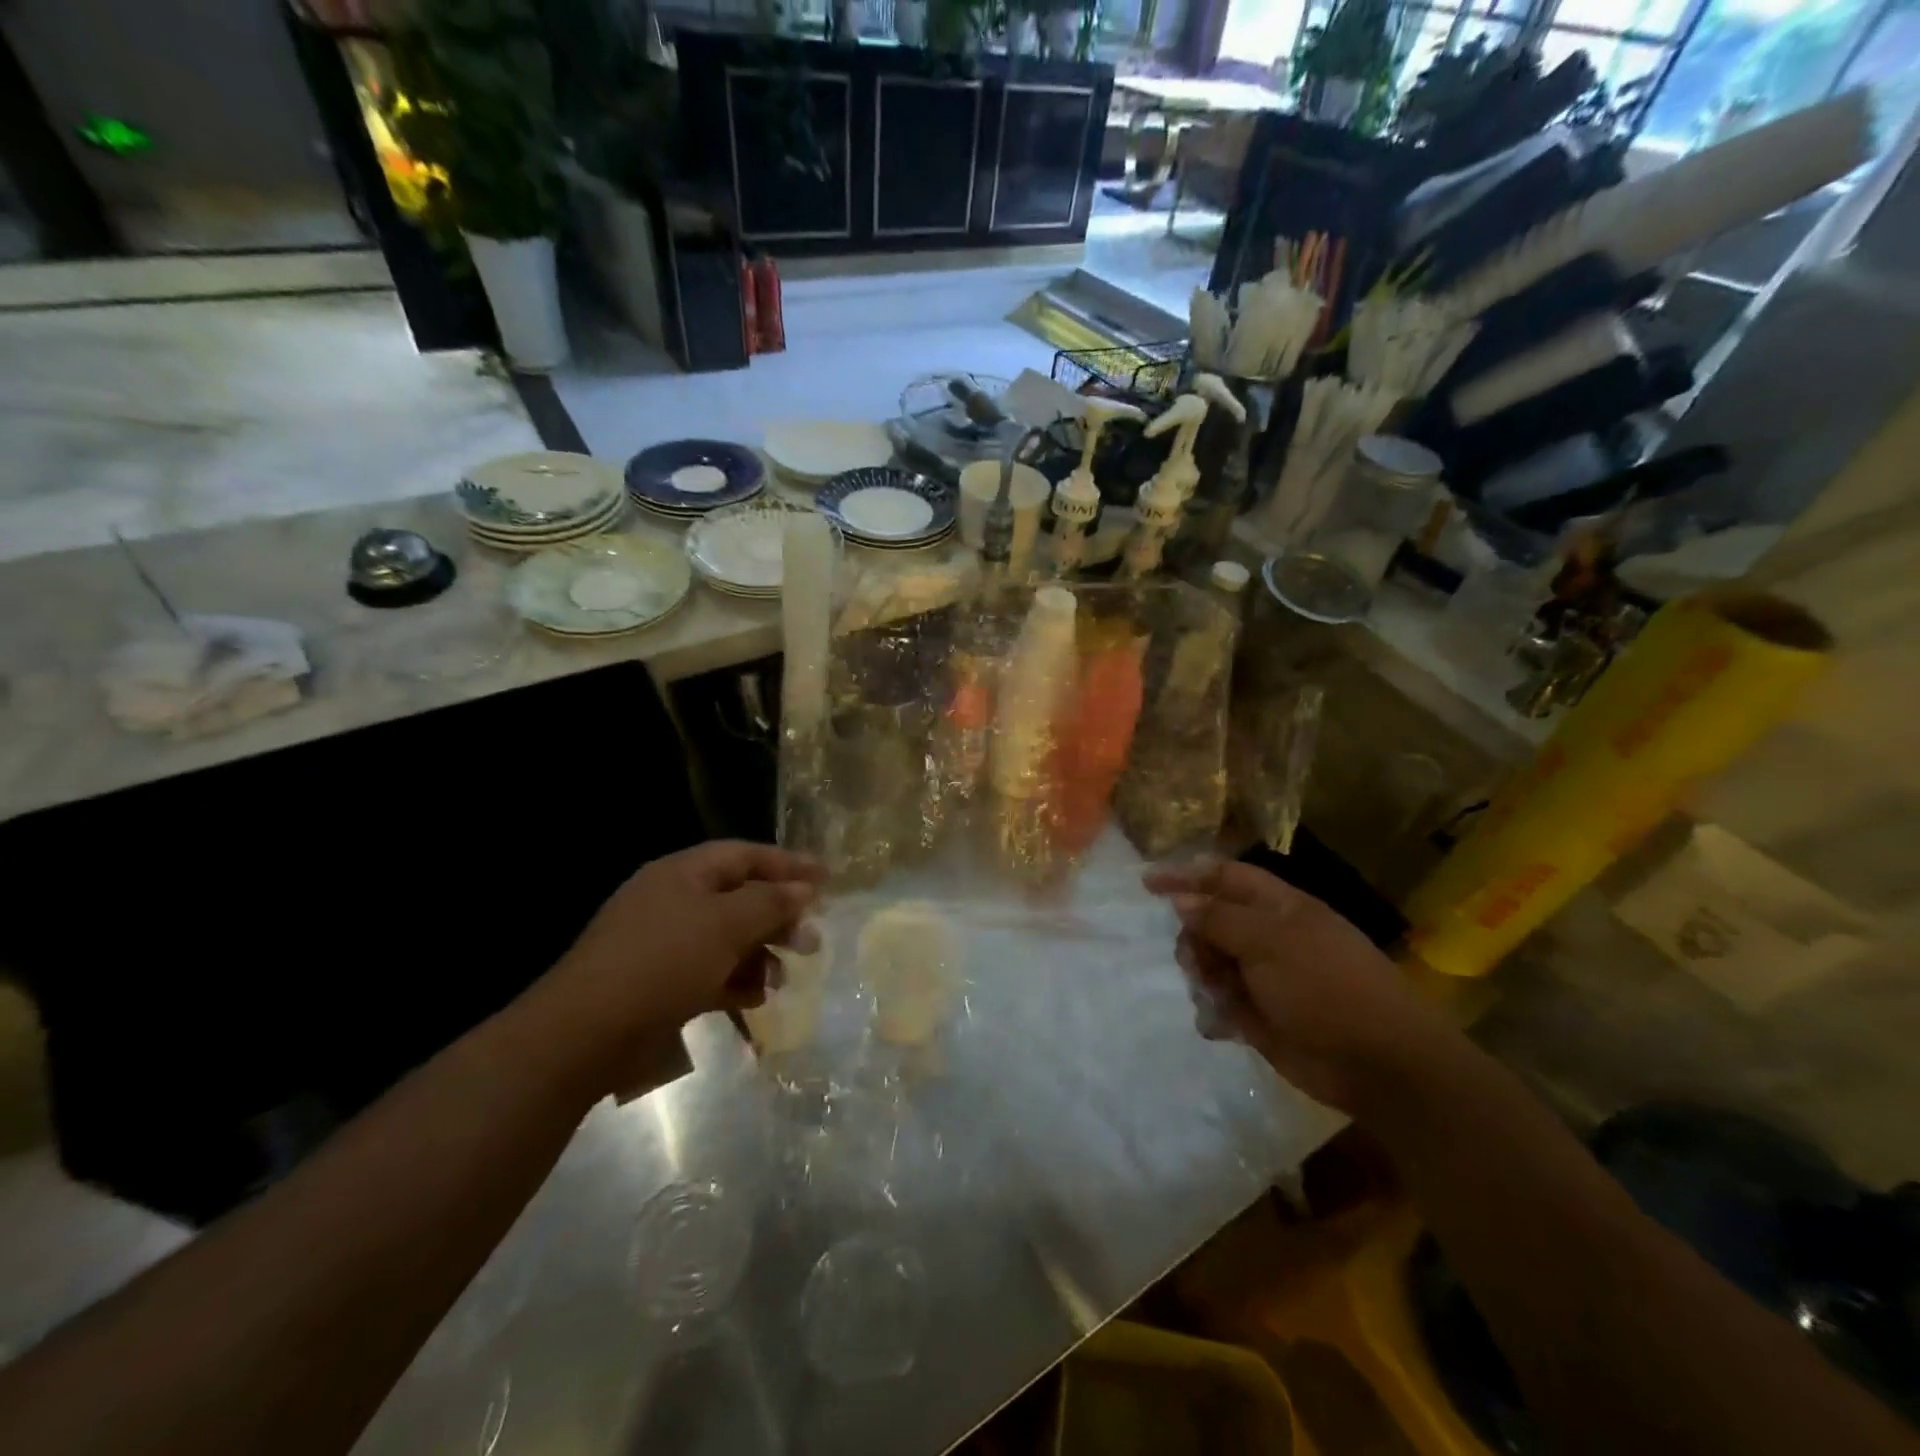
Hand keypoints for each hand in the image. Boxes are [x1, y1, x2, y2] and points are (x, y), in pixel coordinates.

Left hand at [538, 841, 825, 1067]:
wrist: (585, 1033)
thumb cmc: (662, 962)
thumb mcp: (725, 925)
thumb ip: (770, 902)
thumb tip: (805, 889)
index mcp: (683, 873)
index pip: (745, 856)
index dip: (788, 864)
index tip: (827, 879)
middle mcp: (673, 900)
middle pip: (739, 898)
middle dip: (778, 917)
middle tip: (811, 939)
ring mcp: (663, 943)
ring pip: (726, 938)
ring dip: (760, 954)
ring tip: (783, 977)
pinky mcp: (658, 982)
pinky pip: (708, 971)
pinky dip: (734, 980)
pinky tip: (755, 998)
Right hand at [1144, 859, 1461, 1116]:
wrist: (1379, 1063)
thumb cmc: (1327, 986)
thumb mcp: (1269, 942)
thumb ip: (1219, 919)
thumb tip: (1180, 901)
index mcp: (1279, 908)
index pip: (1225, 878)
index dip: (1188, 875)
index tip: (1147, 884)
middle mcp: (1269, 938)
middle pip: (1211, 921)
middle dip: (1193, 937)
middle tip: (1194, 960)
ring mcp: (1265, 978)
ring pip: (1211, 963)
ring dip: (1203, 976)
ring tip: (1216, 995)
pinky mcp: (1260, 1016)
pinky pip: (1220, 1003)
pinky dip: (1215, 1011)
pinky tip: (1223, 1024)